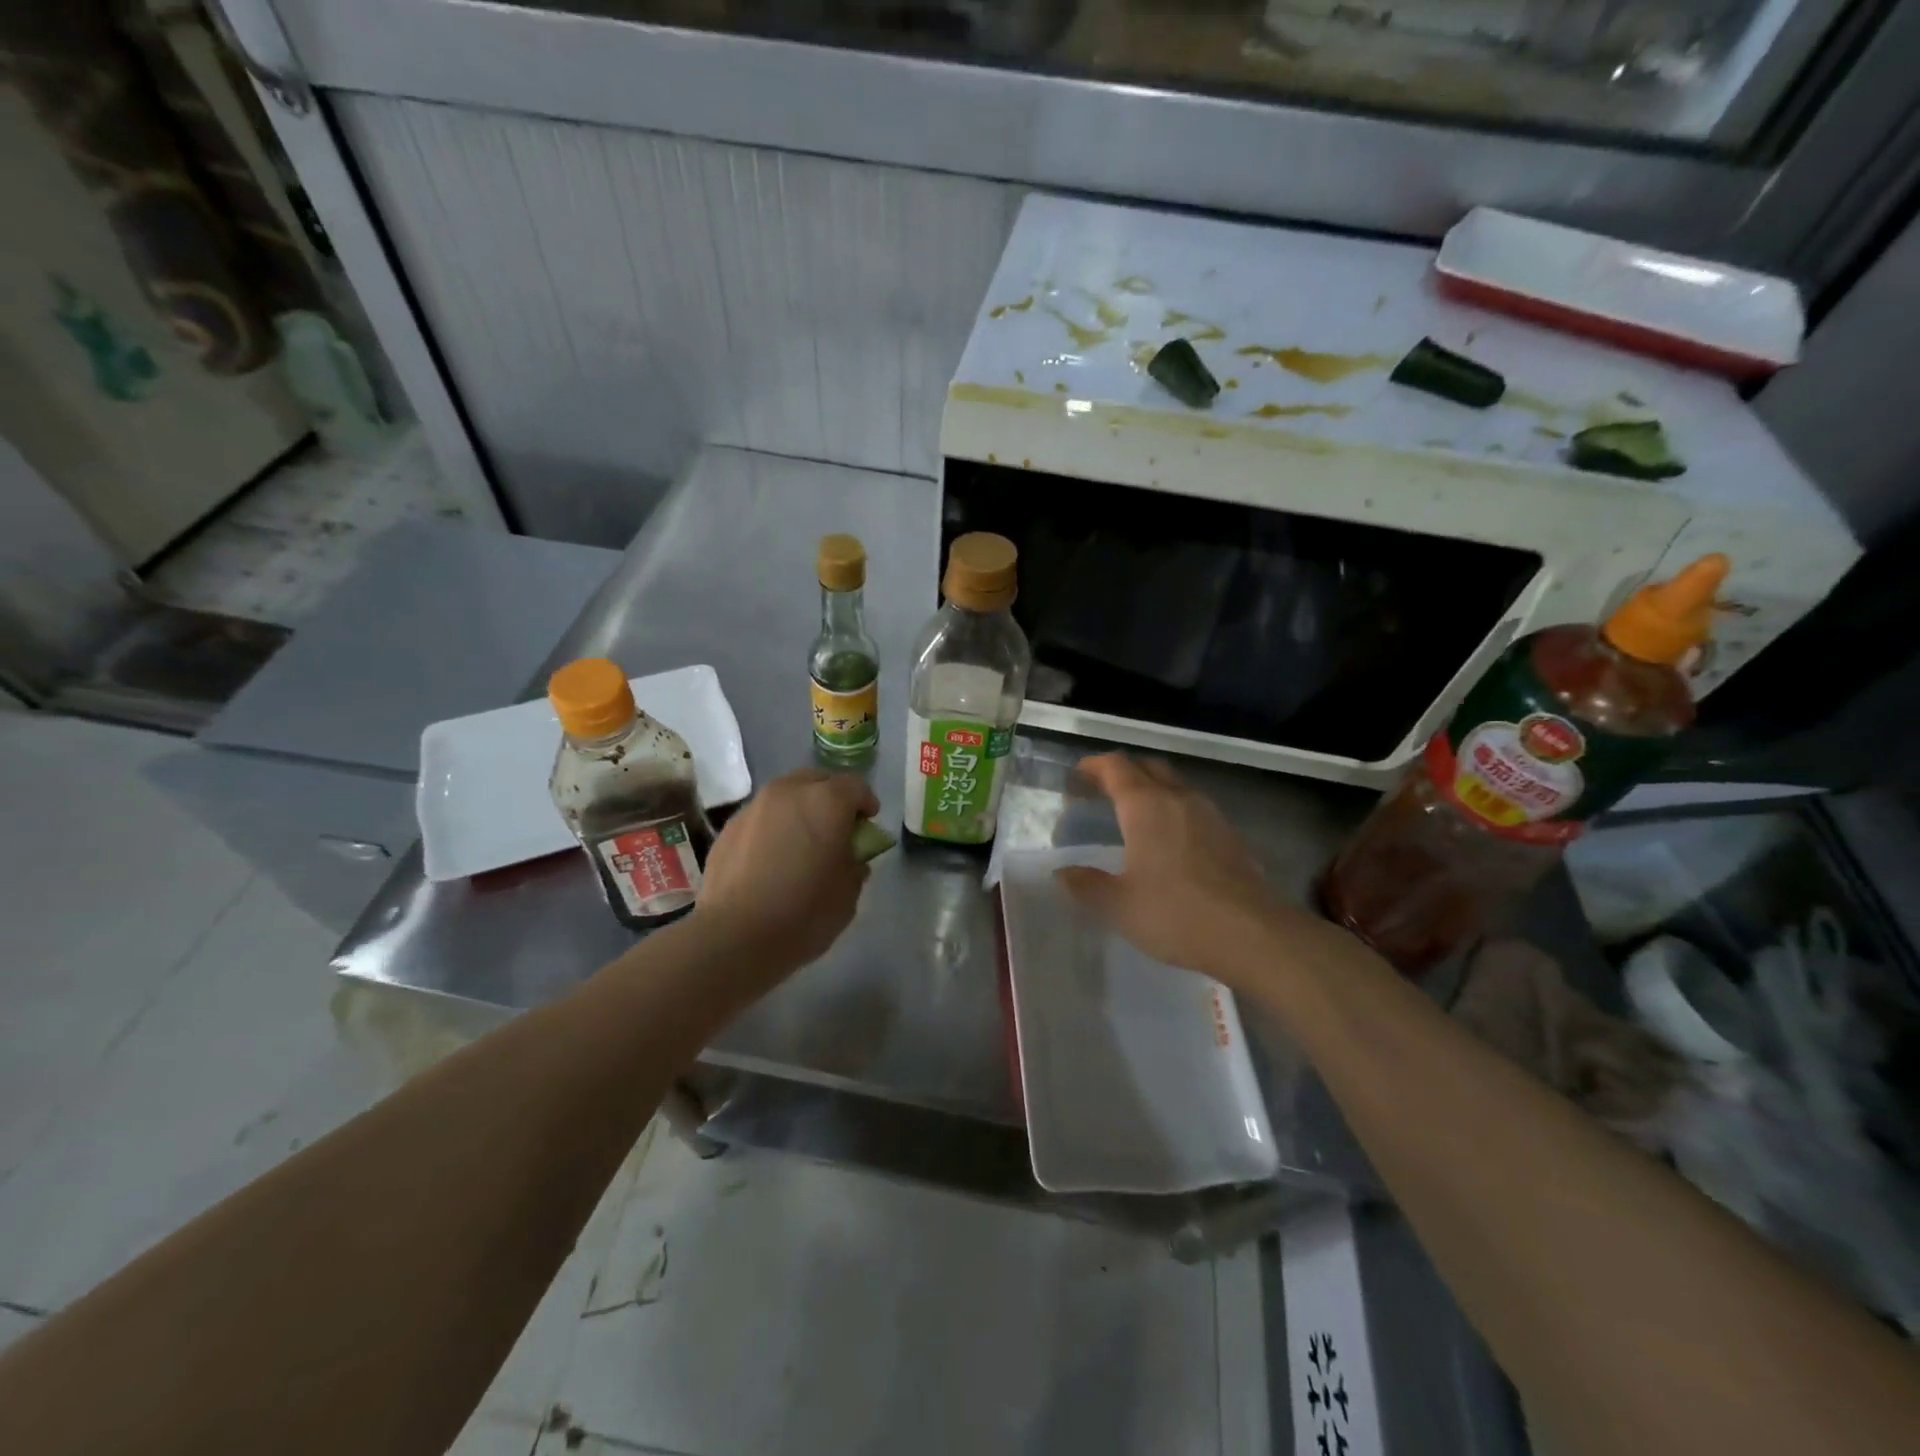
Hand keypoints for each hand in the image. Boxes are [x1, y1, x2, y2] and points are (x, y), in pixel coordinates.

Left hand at [692, 767, 879, 983]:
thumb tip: (849, 856)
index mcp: (826, 802)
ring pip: (786, 795)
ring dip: (799, 810)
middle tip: (835, 828)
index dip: (866, 804)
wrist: (734, 937)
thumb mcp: (849, 893)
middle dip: (831, 798)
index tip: (867, 826)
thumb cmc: (804, 913)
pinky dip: (773, 827)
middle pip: (818, 780)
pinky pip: (761, 817)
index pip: (856, 787)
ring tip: (800, 842)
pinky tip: (771, 858)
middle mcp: (789, 792)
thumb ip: (855, 864)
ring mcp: (754, 807)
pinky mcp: (729, 828)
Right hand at [1056, 754, 1284, 988]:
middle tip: (1101, 791)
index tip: (1077, 778)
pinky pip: (1193, 806)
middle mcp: (1178, 798)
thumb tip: (1063, 873)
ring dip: (1150, 789)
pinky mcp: (1230, 834)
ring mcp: (1209, 813)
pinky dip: (1173, 809)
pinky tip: (1169, 841)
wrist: (1253, 934)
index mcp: (1145, 806)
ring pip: (1174, 784)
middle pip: (1147, 766)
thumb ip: (1086, 885)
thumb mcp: (1118, 905)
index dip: (1093, 766)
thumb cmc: (1176, 914)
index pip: (1115, 766)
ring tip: (1133, 815)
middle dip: (1122, 772)